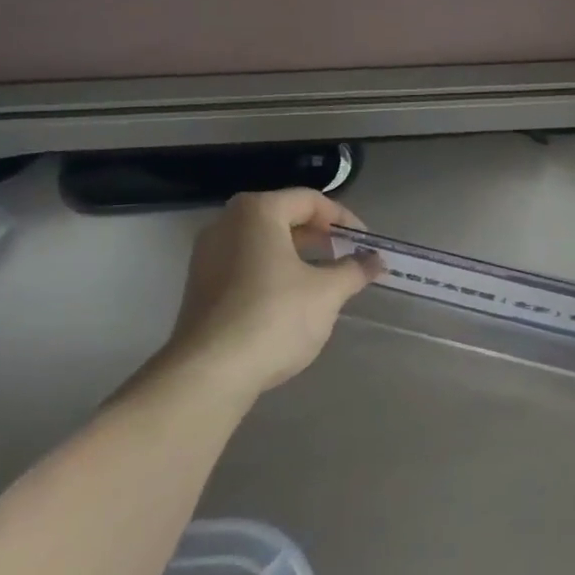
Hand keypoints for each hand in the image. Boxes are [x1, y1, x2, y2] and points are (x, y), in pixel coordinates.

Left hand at [165, 189, 381, 398]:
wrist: (209, 373)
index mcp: (257, 211)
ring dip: (297, 256)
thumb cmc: (273, 317)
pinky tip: (291, 300)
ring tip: (324, 280)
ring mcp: (208, 254)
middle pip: (284, 217)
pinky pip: (245, 264)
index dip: (343, 219)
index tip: (365, 243)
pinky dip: (272, 272)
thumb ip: (353, 271)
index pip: (310, 200)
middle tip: (348, 258)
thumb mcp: (326, 293)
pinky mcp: (200, 285)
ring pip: (263, 242)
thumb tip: (375, 261)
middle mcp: (227, 222)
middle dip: (320, 237)